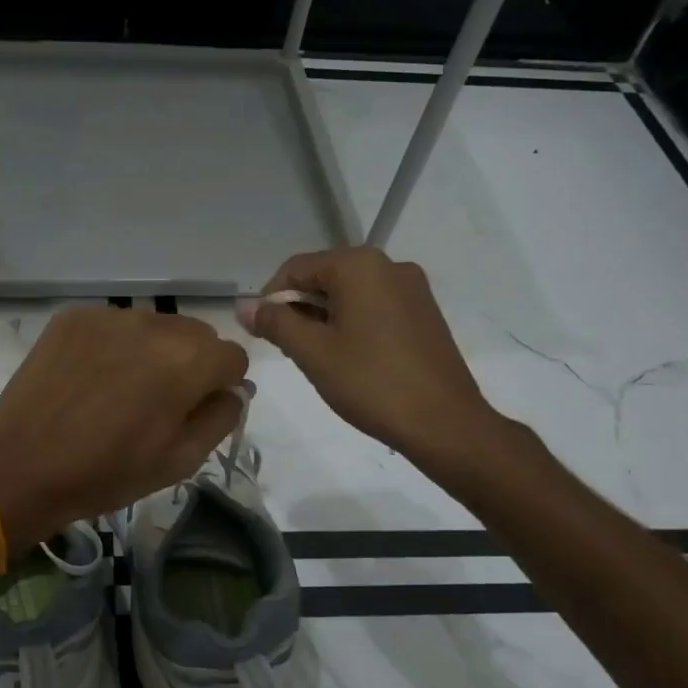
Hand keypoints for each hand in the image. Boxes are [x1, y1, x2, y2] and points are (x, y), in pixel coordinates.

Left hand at [0, 306, 247, 548]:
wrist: (22, 465)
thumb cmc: (107, 472)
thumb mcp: (180, 460)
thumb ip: (221, 417)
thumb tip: (234, 390)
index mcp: (188, 361)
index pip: (233, 356)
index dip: (221, 385)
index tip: (196, 409)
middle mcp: (154, 325)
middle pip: (196, 334)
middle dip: (190, 363)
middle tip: (158, 401)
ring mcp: (109, 315)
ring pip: (155, 326)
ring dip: (152, 351)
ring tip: (120, 388)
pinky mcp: (74, 316)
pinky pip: (114, 324)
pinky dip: (114, 345)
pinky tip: (91, 376)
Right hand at [239, 247, 517, 472]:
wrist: (444, 423)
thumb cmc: (371, 383)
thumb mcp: (312, 352)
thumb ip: (275, 322)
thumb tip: (243, 306)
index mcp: (359, 265)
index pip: (296, 268)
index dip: (270, 298)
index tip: (264, 334)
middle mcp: (389, 265)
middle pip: (325, 277)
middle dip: (299, 309)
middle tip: (290, 351)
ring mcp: (412, 288)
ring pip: (350, 294)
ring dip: (325, 319)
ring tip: (319, 359)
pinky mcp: (425, 312)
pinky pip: (375, 306)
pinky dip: (353, 324)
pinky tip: (351, 359)